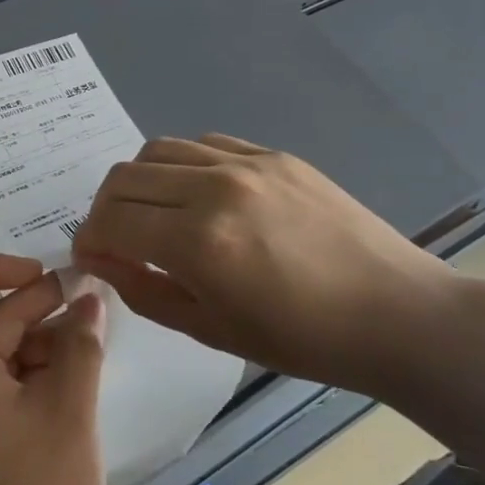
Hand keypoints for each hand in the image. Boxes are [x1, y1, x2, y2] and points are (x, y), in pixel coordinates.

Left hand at [0, 255, 108, 484]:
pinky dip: (42, 373)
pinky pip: (9, 389)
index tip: (40, 275)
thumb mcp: (68, 411)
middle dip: (36, 302)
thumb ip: (80, 346)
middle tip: (90, 297)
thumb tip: (90, 298)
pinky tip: (83, 378)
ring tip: (96, 337)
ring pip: (2, 355)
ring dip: (45, 338)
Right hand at [70, 134, 456, 395]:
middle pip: (124, 176)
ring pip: (159, 150)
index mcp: (198, 241)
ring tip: (153, 214)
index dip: (88, 239)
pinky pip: (205, 144)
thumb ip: (143, 290)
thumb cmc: (301, 339)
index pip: (111, 220)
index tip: (90, 256)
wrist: (396, 313)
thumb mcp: (210, 329)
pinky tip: (198, 195)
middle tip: (114, 238)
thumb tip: (97, 259)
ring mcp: (247, 164)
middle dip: (104, 209)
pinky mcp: (274, 154)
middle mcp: (215, 188)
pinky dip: (183, 165)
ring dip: (140, 182)